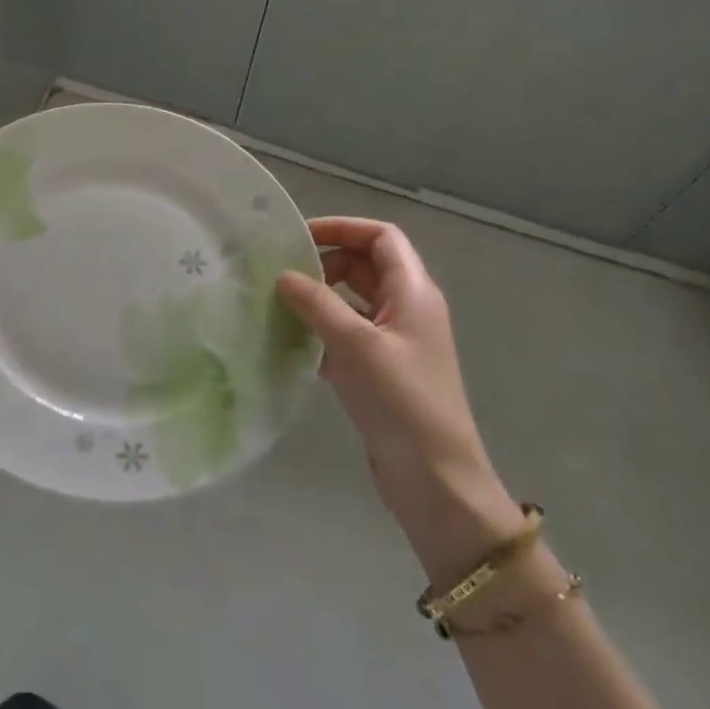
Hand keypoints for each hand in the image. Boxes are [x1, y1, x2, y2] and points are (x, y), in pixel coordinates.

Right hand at [277, 217, 524, 580]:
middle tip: (279, 274)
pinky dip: (319, 332)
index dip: (343, 228)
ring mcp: (393, 343)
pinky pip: (345, 336)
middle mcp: (406, 310)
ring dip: (318, 299)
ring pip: (351, 302)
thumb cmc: (403, 403)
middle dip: (323, 263)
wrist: (435, 480)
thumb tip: (283, 276)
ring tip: (275, 304)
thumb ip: (318, 305)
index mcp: (414, 293)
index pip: (381, 238)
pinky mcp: (379, 372)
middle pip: (364, 266)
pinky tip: (288, 343)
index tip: (298, 237)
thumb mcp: (357, 346)